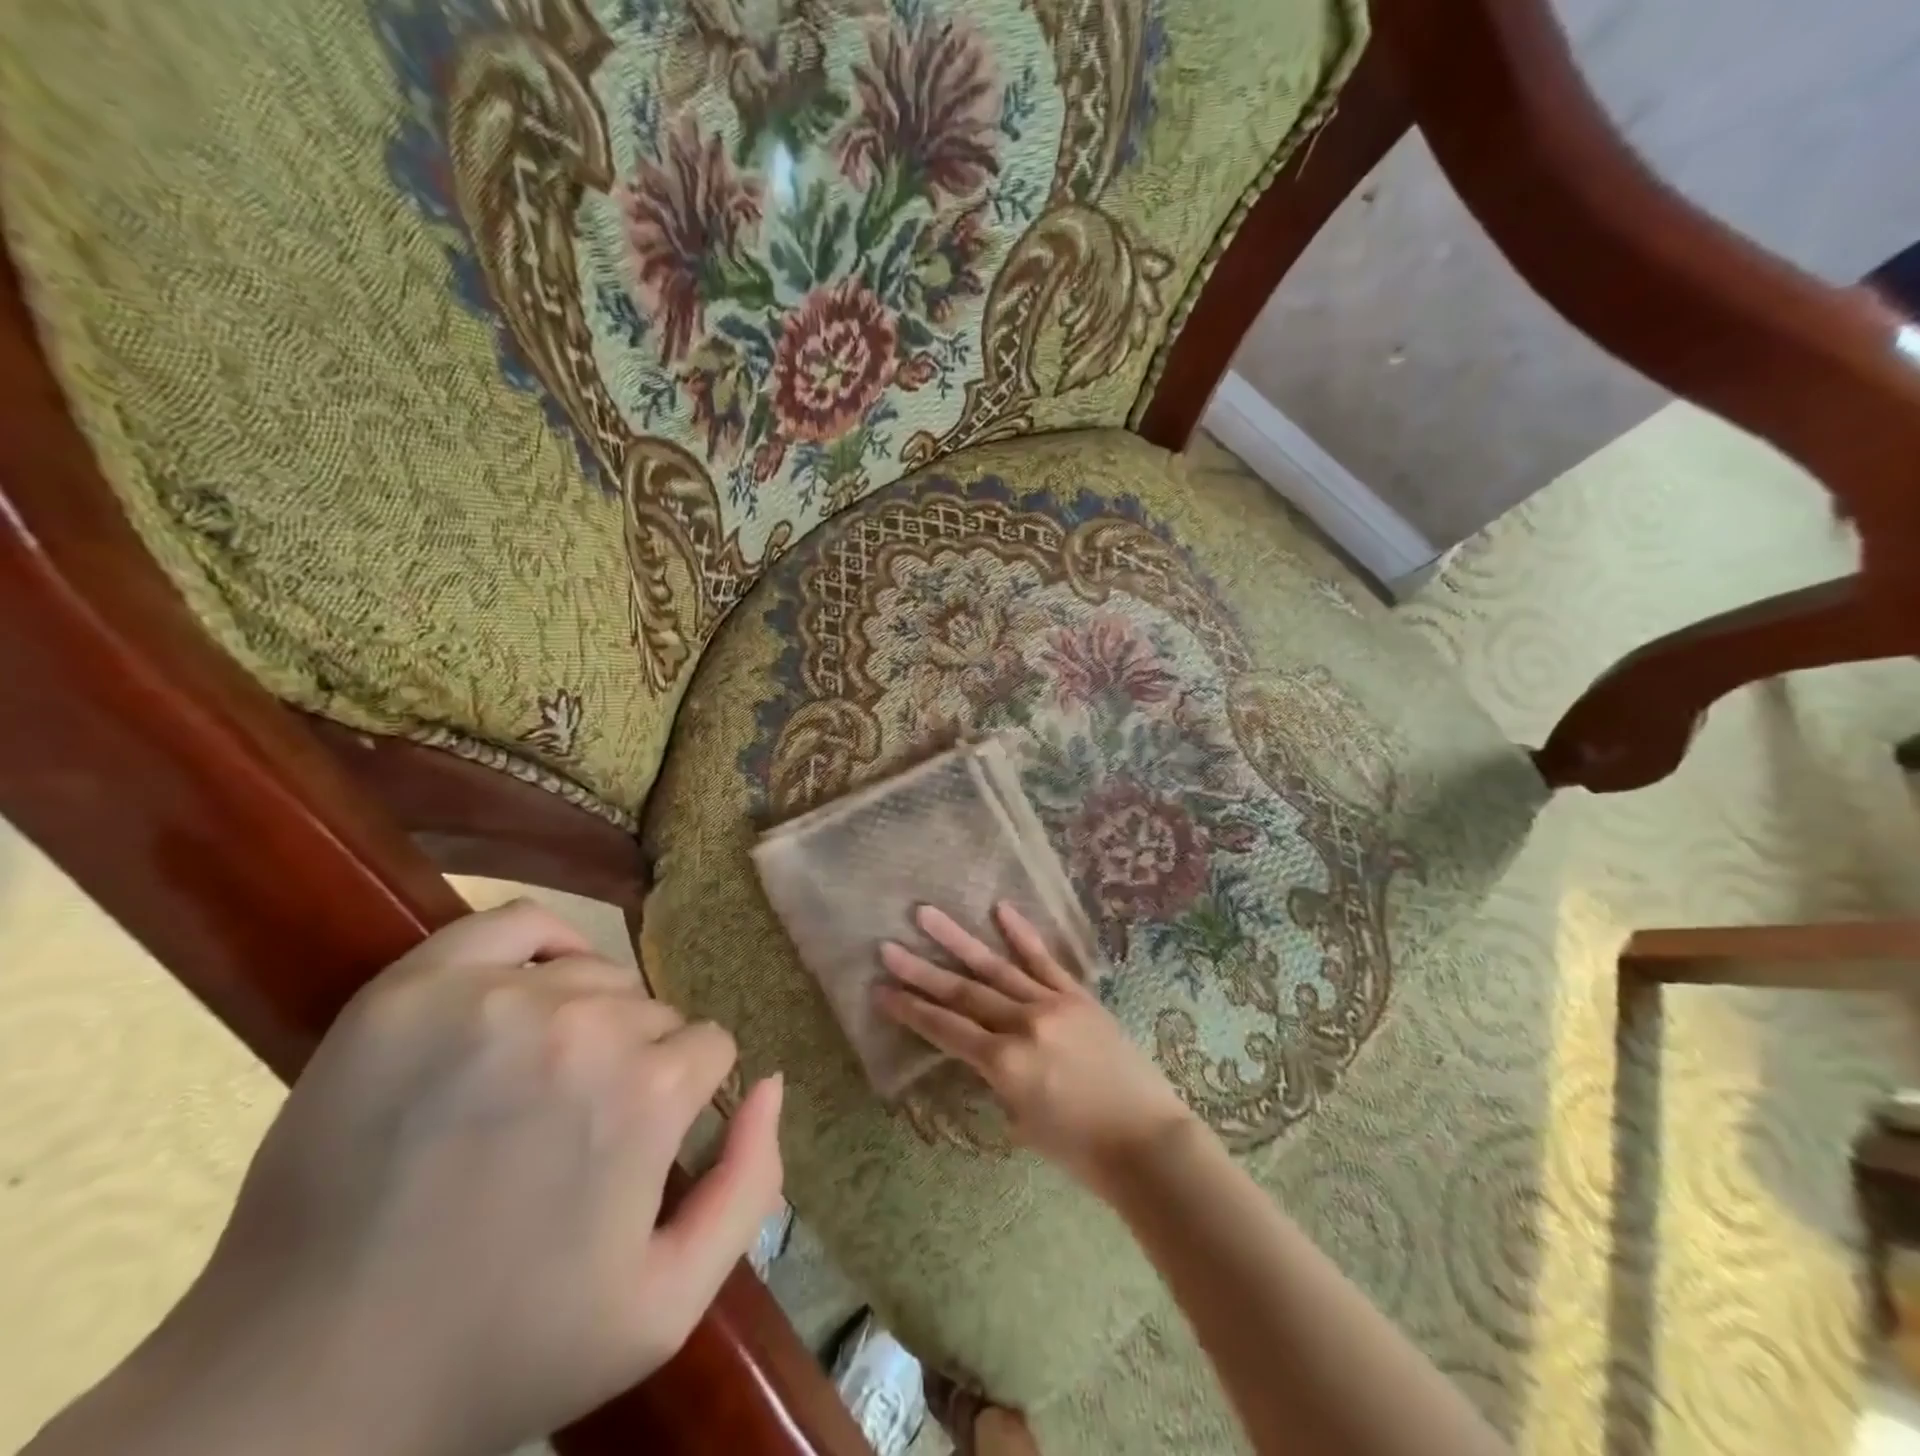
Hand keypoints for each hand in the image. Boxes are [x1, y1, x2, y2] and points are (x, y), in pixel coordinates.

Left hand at [61, 901, 782, 1455]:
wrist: (301, 1386)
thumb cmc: (501, 1349)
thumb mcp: (664, 1304)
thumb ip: (751, 1184)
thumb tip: (772, 1083)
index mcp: (647, 1091)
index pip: (710, 1049)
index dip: (686, 1100)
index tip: (644, 1146)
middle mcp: (583, 1024)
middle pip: (653, 1012)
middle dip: (638, 1062)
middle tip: (579, 1130)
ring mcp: (491, 998)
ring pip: (595, 973)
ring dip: (590, 1016)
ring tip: (541, 1082)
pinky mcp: (412, 990)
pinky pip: (514, 922)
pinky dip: (542, 942)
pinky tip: (529, 986)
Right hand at [876, 903, 1195, 1194]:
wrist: (1148, 1142)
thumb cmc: (1081, 1150)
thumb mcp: (1022, 1122)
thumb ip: (997, 1079)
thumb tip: (983, 1052)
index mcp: (1005, 1063)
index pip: (946, 1029)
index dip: (911, 1010)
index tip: (880, 990)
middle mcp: (1023, 1024)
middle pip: (962, 992)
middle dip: (921, 970)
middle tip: (887, 946)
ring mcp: (1052, 1004)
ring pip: (996, 967)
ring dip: (958, 939)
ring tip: (926, 914)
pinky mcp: (1078, 996)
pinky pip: (1045, 960)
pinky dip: (1021, 934)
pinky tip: (1000, 909)